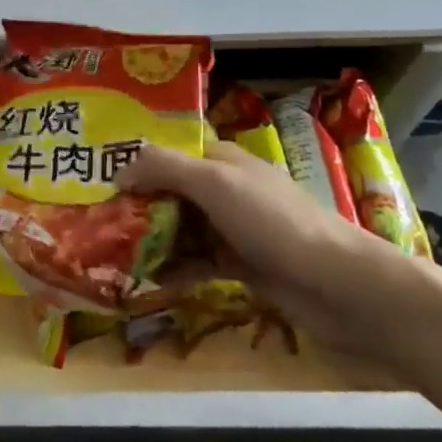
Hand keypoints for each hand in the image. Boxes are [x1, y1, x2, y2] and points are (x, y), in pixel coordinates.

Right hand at [115, 140, 433, 357]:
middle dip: (138, 207)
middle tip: (99, 225)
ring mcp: (234, 229)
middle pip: (171, 193)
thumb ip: (164, 168)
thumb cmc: (274, 223)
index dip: (137, 166)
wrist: (341, 287)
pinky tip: (150, 281)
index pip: (169, 154)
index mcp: (223, 160)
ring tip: (115, 256)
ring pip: (181, 229)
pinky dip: (175, 269)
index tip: (101, 184)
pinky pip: (197, 262)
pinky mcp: (242, 265)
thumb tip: (118, 169)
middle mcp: (226, 190)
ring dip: (152, 241)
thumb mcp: (214, 183)